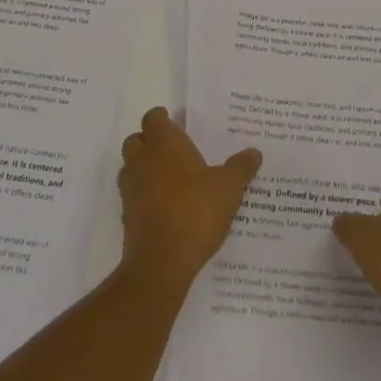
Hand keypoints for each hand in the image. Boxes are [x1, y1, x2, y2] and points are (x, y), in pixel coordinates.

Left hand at [118, 107, 261, 289]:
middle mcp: (142, 160)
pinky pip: (133, 197)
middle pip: (136, 139)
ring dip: (145, 169)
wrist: (161, 262)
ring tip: (171, 181)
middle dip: (150, 142)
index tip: (179, 125)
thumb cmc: (196, 211)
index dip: (163, 119)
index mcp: (164, 144)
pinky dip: (144, 197)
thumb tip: (254, 152)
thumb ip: (241, 167)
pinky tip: (166, 209)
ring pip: (131, 168)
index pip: (153, 117)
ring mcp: (130, 189)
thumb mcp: (229, 187)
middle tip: (175, 152)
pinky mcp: (127, 216)